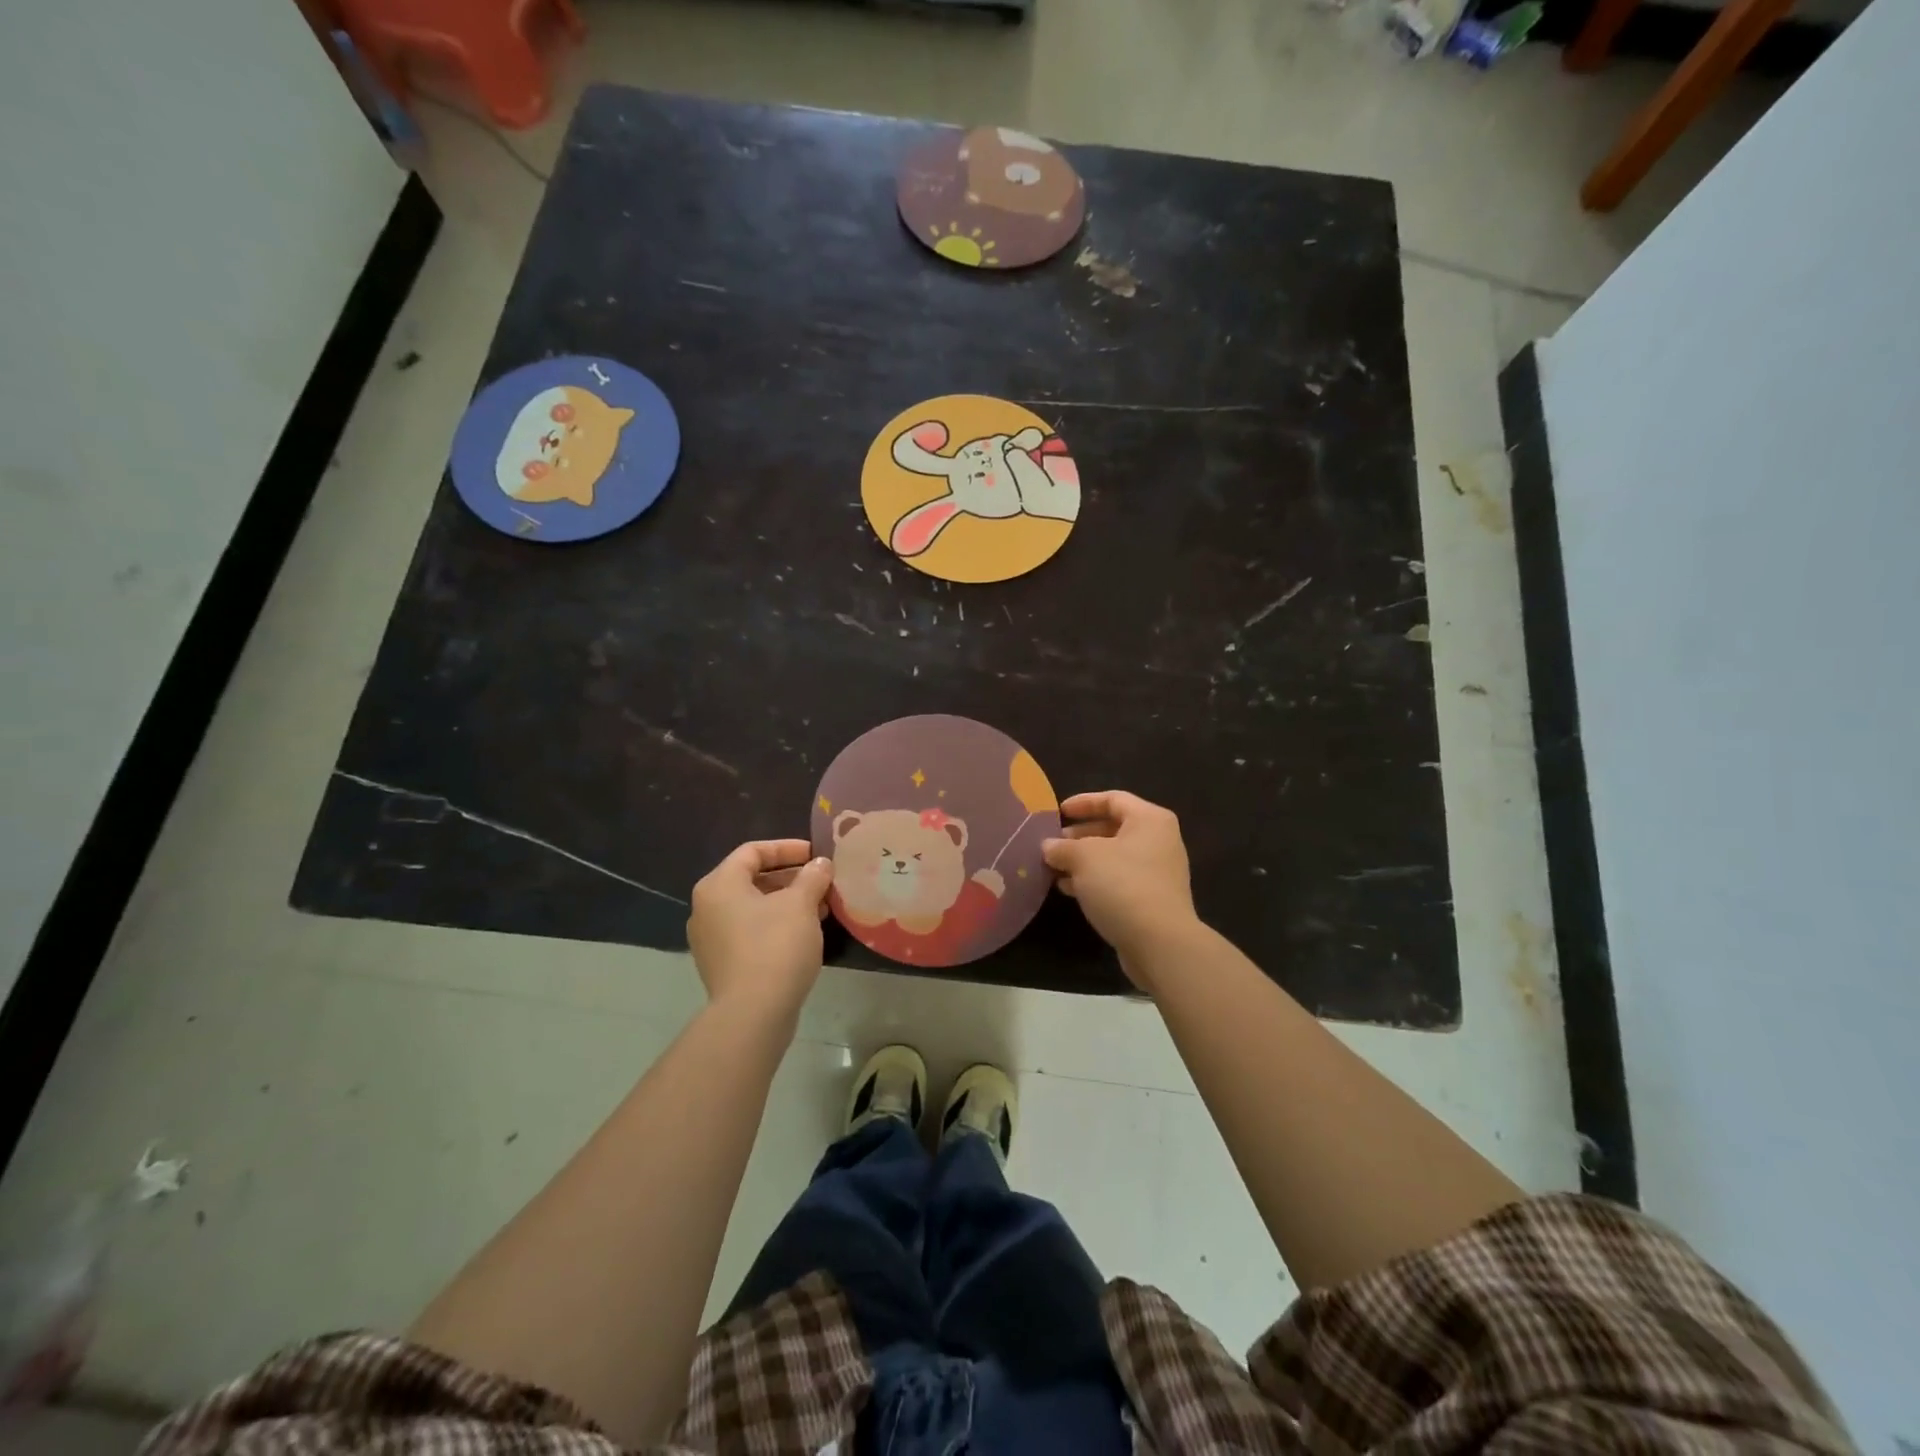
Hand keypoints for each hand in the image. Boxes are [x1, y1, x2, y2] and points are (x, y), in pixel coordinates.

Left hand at [687, 840, 832, 1022]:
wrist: (753, 1015)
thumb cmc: (775, 946)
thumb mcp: (801, 904)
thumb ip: (812, 877)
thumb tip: (820, 864)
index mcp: (719, 885)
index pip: (753, 851)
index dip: (787, 848)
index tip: (817, 855)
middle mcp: (706, 908)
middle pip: (752, 879)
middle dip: (791, 878)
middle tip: (823, 882)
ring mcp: (711, 939)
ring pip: (753, 908)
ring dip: (788, 902)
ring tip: (821, 908)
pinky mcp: (722, 964)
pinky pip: (751, 932)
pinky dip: (777, 925)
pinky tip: (805, 934)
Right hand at [1042, 792, 1198, 979]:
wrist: (1159, 943)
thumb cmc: (1122, 885)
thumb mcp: (1084, 858)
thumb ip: (1063, 847)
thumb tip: (1048, 847)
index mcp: (1149, 820)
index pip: (1113, 799)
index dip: (1083, 803)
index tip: (1057, 813)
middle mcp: (1159, 841)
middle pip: (1113, 828)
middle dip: (1080, 835)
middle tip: (1052, 844)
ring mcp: (1157, 872)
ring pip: (1113, 857)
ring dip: (1083, 860)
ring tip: (1054, 868)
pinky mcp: (1152, 899)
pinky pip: (1118, 880)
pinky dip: (1094, 880)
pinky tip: (1068, 889)